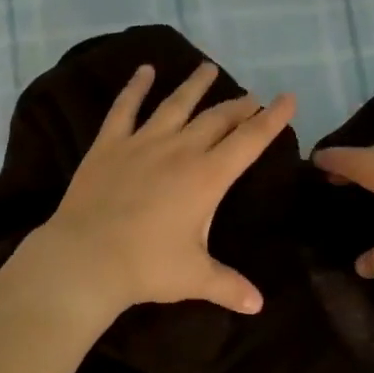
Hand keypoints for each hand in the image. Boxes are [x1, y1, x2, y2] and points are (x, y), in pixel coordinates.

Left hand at [21, 60, 295, 321]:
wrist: (86, 258)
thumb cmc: (147, 267)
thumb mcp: (195, 278)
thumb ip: (229, 286)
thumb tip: (258, 305)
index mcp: (208, 177)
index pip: (250, 141)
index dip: (272, 119)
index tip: (287, 99)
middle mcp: (180, 150)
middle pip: (217, 119)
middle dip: (239, 106)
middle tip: (251, 98)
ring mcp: (142, 143)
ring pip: (176, 105)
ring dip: (195, 86)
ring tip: (208, 68)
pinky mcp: (109, 145)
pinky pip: (125, 108)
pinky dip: (136, 87)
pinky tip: (144, 70)